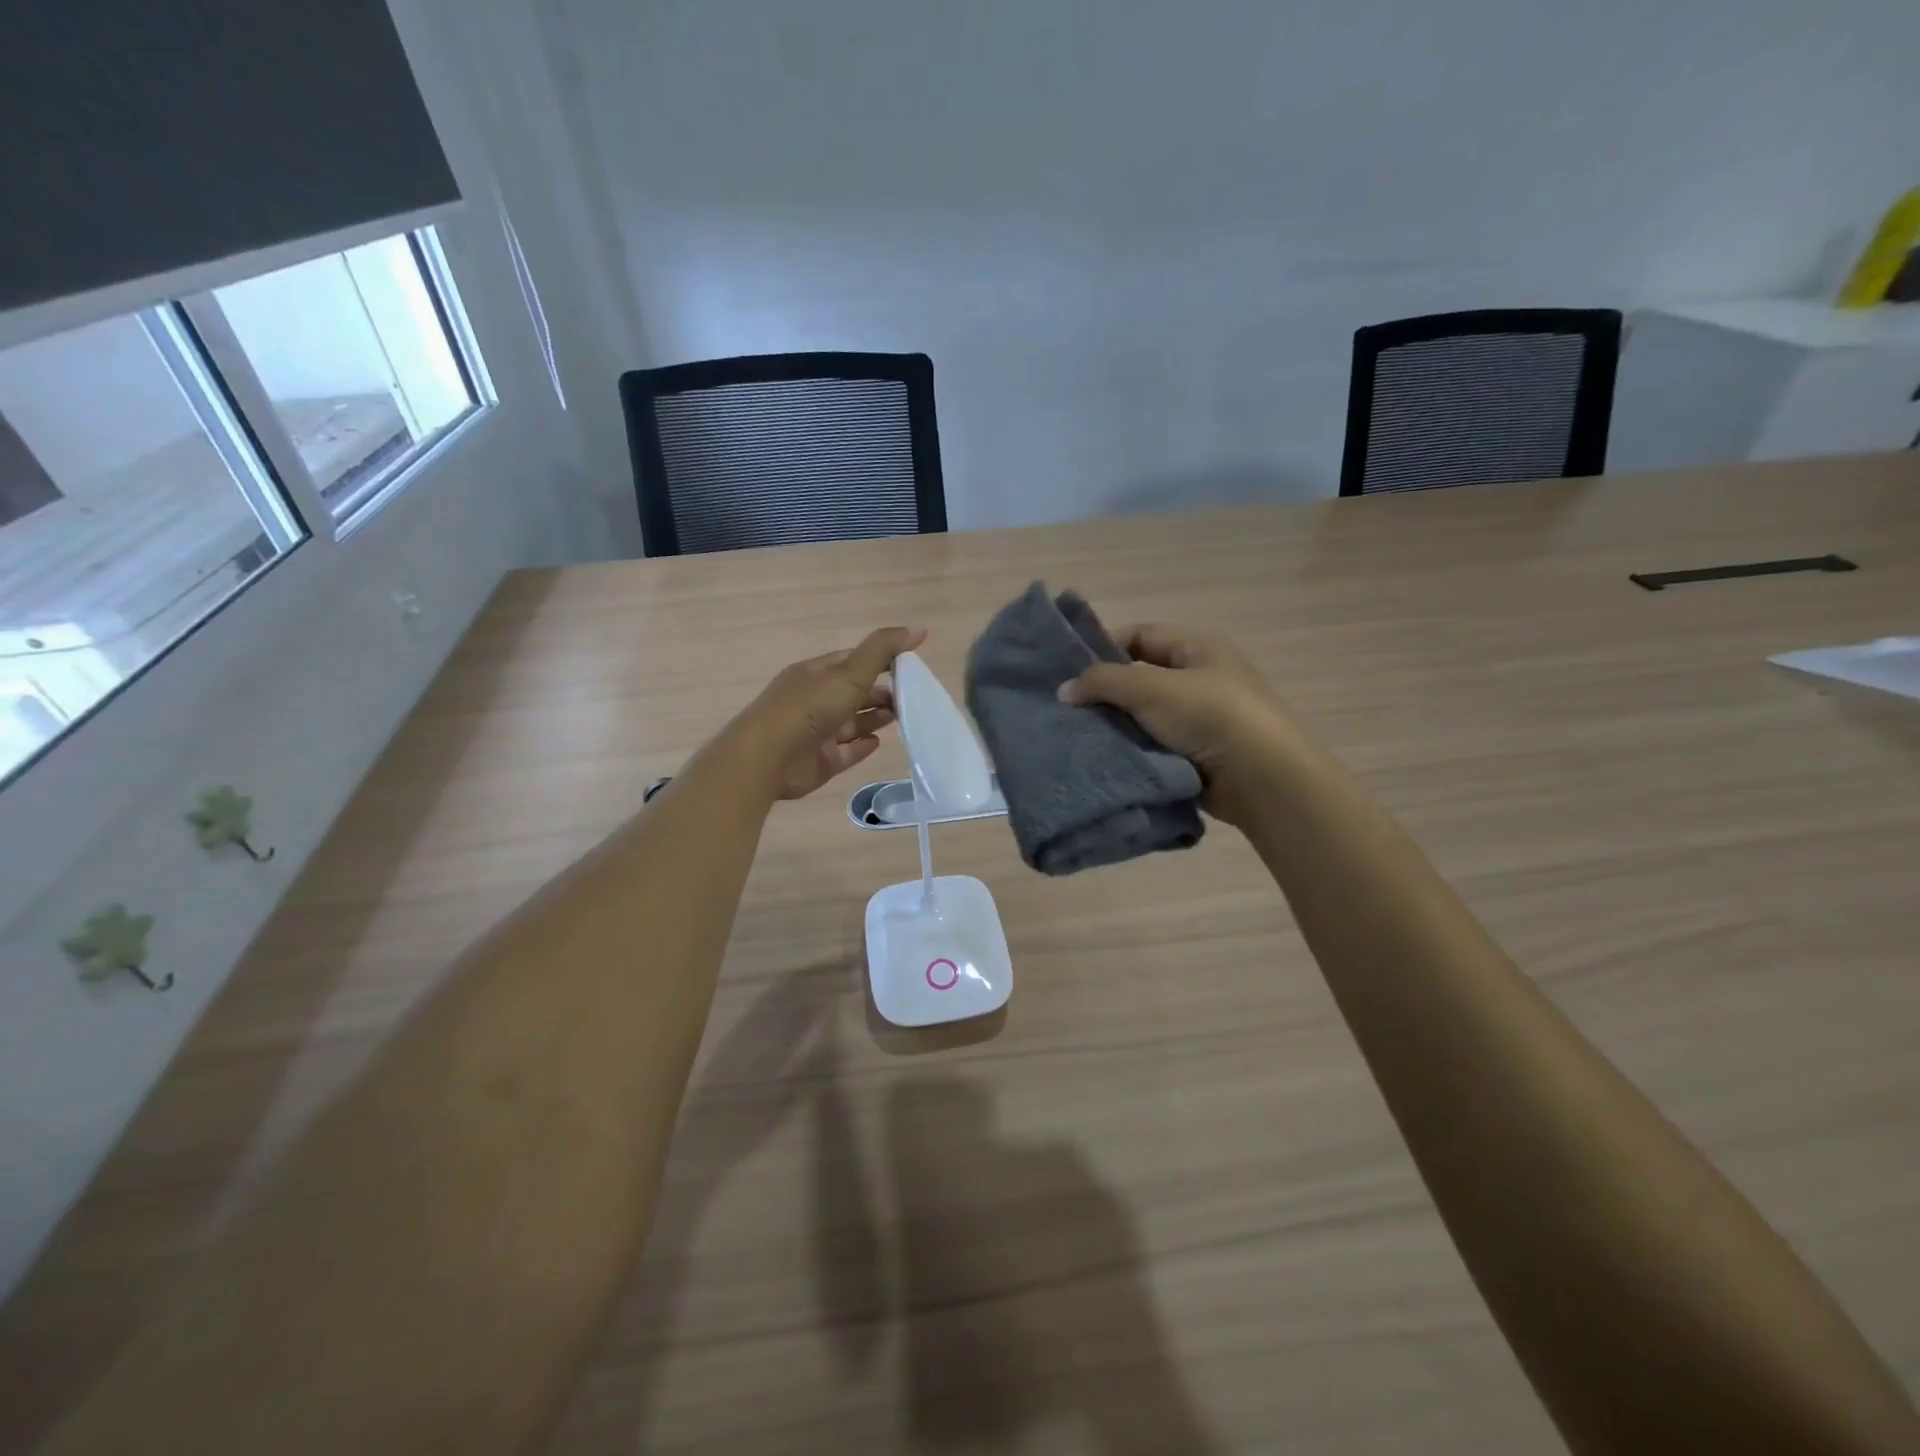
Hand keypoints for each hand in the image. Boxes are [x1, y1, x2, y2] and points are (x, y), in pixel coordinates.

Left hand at [732, 627, 925, 800]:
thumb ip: (884, 650)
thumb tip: (920, 628)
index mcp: (816, 674)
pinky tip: (880, 741)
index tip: (910, 664)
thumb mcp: (850, 672)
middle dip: (881, 691)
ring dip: (876, 717)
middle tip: (913, 695)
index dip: (880, 660)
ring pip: (852, 722)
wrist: (769, 758)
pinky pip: (847, 751)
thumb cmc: (810, 707)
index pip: (852, 661)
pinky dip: (862, 745)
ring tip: (904, 716)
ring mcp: (817, 732)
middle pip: (854, 693)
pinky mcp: (821, 761)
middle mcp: (815, 700)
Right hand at [1059, 622, 1299, 825]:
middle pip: (1141, 677)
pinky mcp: (1196, 756)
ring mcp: (1200, 720)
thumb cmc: (1211, 716)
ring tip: (1077, 736)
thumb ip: (1104, 682)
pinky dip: (1131, 751)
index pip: (1142, 635)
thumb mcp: (1152, 688)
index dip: (1105, 647)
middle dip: (1106, 692)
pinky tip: (1103, 759)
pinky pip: (1154, 747)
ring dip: (1116, 725)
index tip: (1070, 670)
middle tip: (1067, 708)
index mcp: (1199, 649)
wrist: (1263, 778)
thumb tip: (1064, 690)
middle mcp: (1201, 679)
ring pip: (1144, 716)